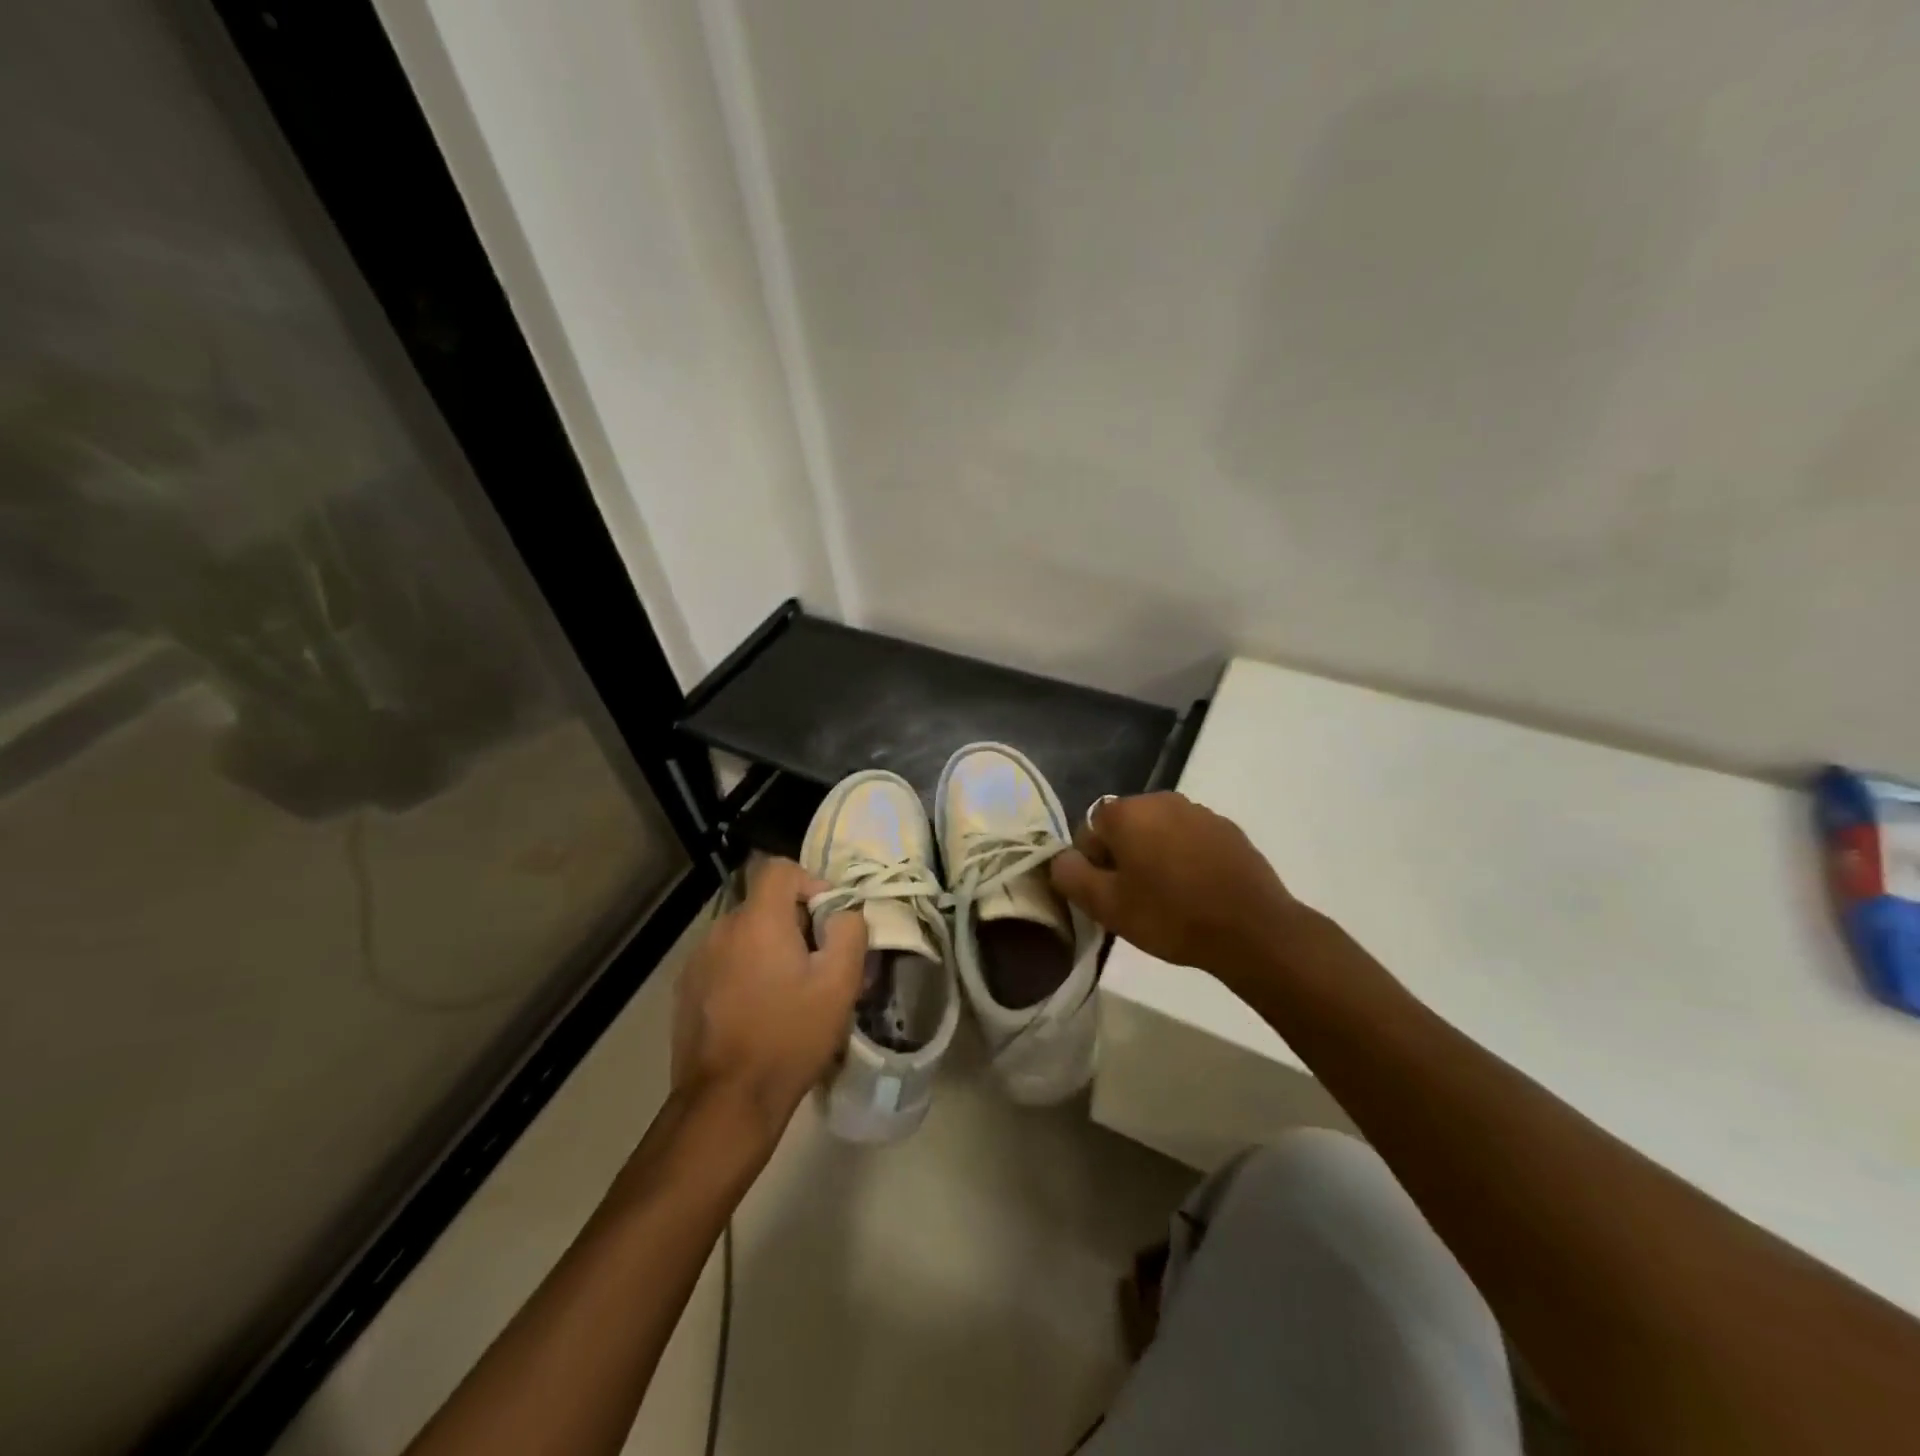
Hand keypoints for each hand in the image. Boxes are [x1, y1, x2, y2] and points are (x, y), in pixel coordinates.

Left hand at [672, 858, 866, 1139]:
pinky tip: (758, 1011)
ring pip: (744, 935)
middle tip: (818, 964)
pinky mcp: (686, 990)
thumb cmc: (790, 1037)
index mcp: (758, 921)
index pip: (780, 869)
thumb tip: (844, 912)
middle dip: (795, 923)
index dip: (811, 883)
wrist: (727, 1102)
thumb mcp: (839, 984)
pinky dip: (745, 971)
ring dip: (769, 949)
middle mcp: (721, 929)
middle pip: (764, 904)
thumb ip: (850, 932)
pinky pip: (724, 962)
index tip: (828, 921)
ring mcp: (698, 960)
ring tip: (789, 992)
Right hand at [1049, 792, 1307, 989]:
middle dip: (1123, 857)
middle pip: (1125, 827)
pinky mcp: (1227, 829)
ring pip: (1159, 832)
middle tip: (1134, 899)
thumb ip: (1070, 876)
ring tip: (1167, 897)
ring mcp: (1198, 812)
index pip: (1089, 830)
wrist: (1252, 929)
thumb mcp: (1106, 906)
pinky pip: (1190, 839)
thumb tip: (1060, 859)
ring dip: (1154, 856)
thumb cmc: (1170, 915)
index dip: (1092, 865)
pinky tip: (1196, 891)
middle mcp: (1161, 800)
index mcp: (1126, 812)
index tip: (1108, 895)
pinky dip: (1185, 858)